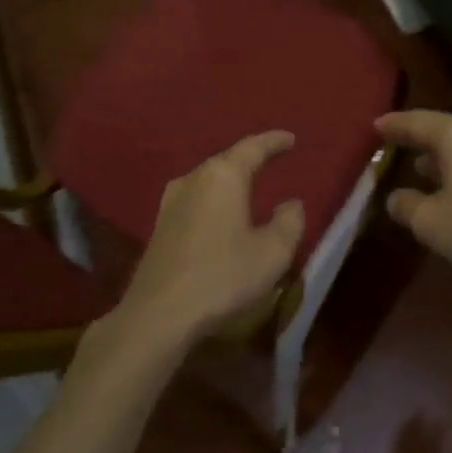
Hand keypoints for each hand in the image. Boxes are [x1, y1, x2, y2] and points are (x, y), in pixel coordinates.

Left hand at [102, 130, 305, 355]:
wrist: (159, 314)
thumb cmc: (223, 276)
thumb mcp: (272, 252)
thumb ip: (289, 222)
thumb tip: (292, 203)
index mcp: (223, 176)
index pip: (253, 147)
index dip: (274, 141)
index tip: (291, 138)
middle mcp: (193, 179)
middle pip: (227, 160)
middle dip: (251, 158)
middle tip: (273, 158)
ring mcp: (171, 202)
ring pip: (208, 179)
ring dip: (230, 179)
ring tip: (250, 184)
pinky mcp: (160, 226)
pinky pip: (196, 199)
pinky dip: (215, 198)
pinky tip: (222, 212)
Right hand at [375, 110, 451, 278]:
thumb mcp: (432, 223)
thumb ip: (407, 206)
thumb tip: (396, 198)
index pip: (417, 122)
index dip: (394, 126)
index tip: (376, 126)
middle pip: (446, 133)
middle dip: (421, 142)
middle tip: (399, 148)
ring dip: (446, 161)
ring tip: (425, 172)